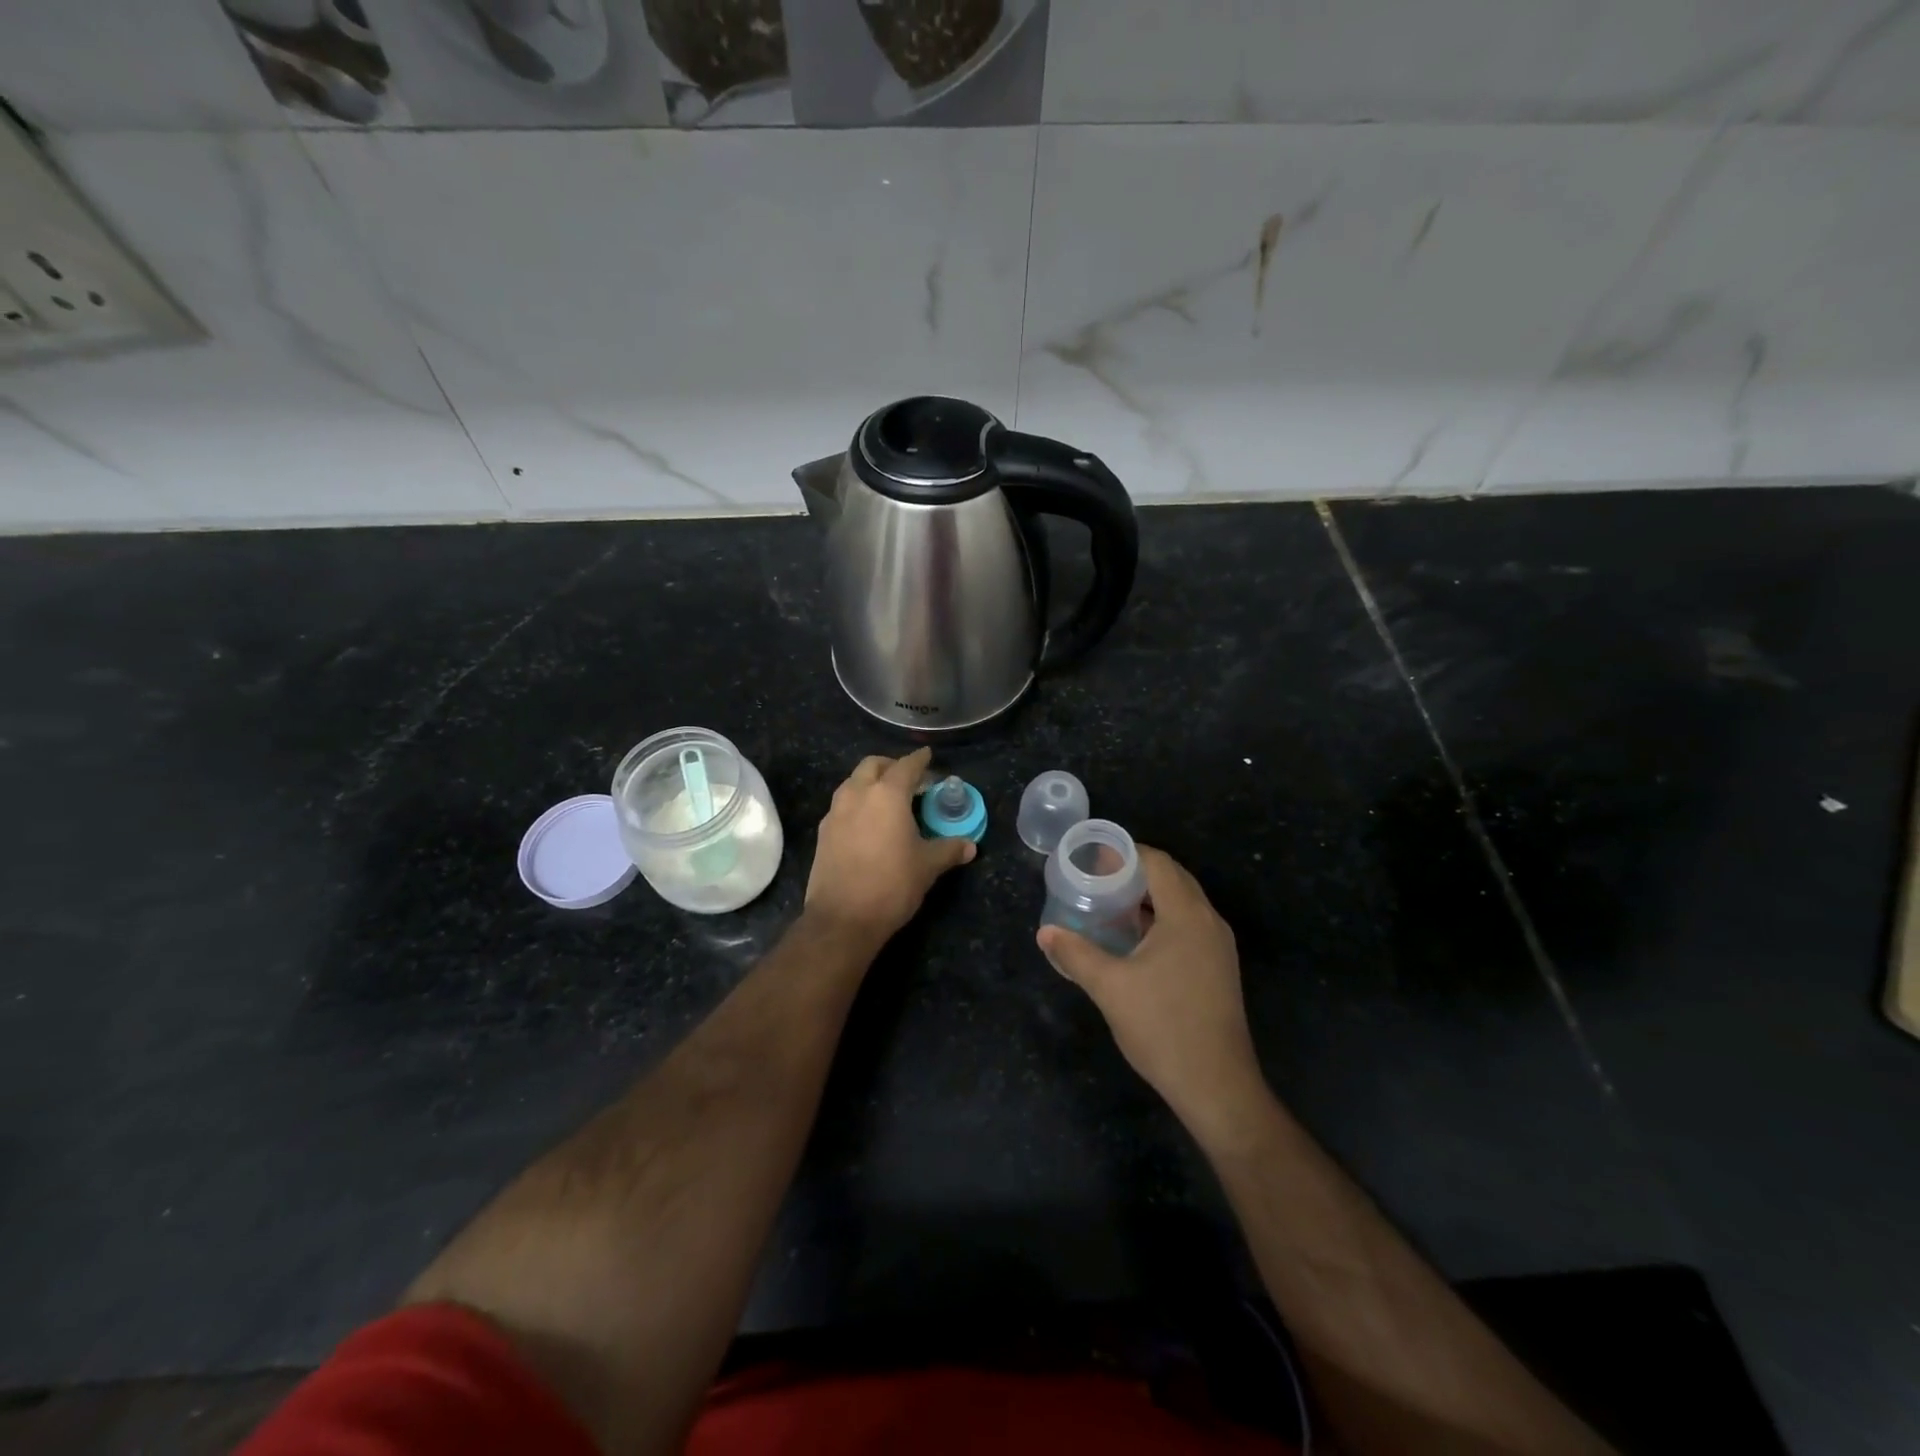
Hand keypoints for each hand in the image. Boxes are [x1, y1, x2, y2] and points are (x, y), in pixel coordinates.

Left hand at [806, 747, 974, 943]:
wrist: (842, 919)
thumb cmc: (892, 885)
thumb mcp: (928, 866)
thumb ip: (949, 850)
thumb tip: (970, 846)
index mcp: (887, 795)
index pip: (906, 766)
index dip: (919, 759)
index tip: (928, 755)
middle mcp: (857, 794)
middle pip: (872, 766)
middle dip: (891, 765)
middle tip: (908, 778)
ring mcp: (835, 813)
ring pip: (853, 783)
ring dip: (870, 782)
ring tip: (887, 799)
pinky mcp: (823, 833)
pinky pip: (842, 805)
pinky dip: (857, 803)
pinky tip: (867, 823)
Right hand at [1038, 847, 1268, 1148]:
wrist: (1217, 1086)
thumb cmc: (1163, 1027)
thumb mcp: (1110, 987)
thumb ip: (1075, 953)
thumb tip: (1045, 932)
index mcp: (1186, 915)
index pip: (1157, 863)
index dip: (1125, 853)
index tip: (1092, 859)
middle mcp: (1209, 921)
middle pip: (1172, 878)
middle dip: (1135, 873)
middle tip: (1095, 879)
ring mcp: (1218, 946)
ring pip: (1182, 903)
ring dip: (1148, 897)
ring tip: (1109, 905)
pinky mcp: (1218, 968)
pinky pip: (1188, 925)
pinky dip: (1161, 919)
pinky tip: (1134, 940)